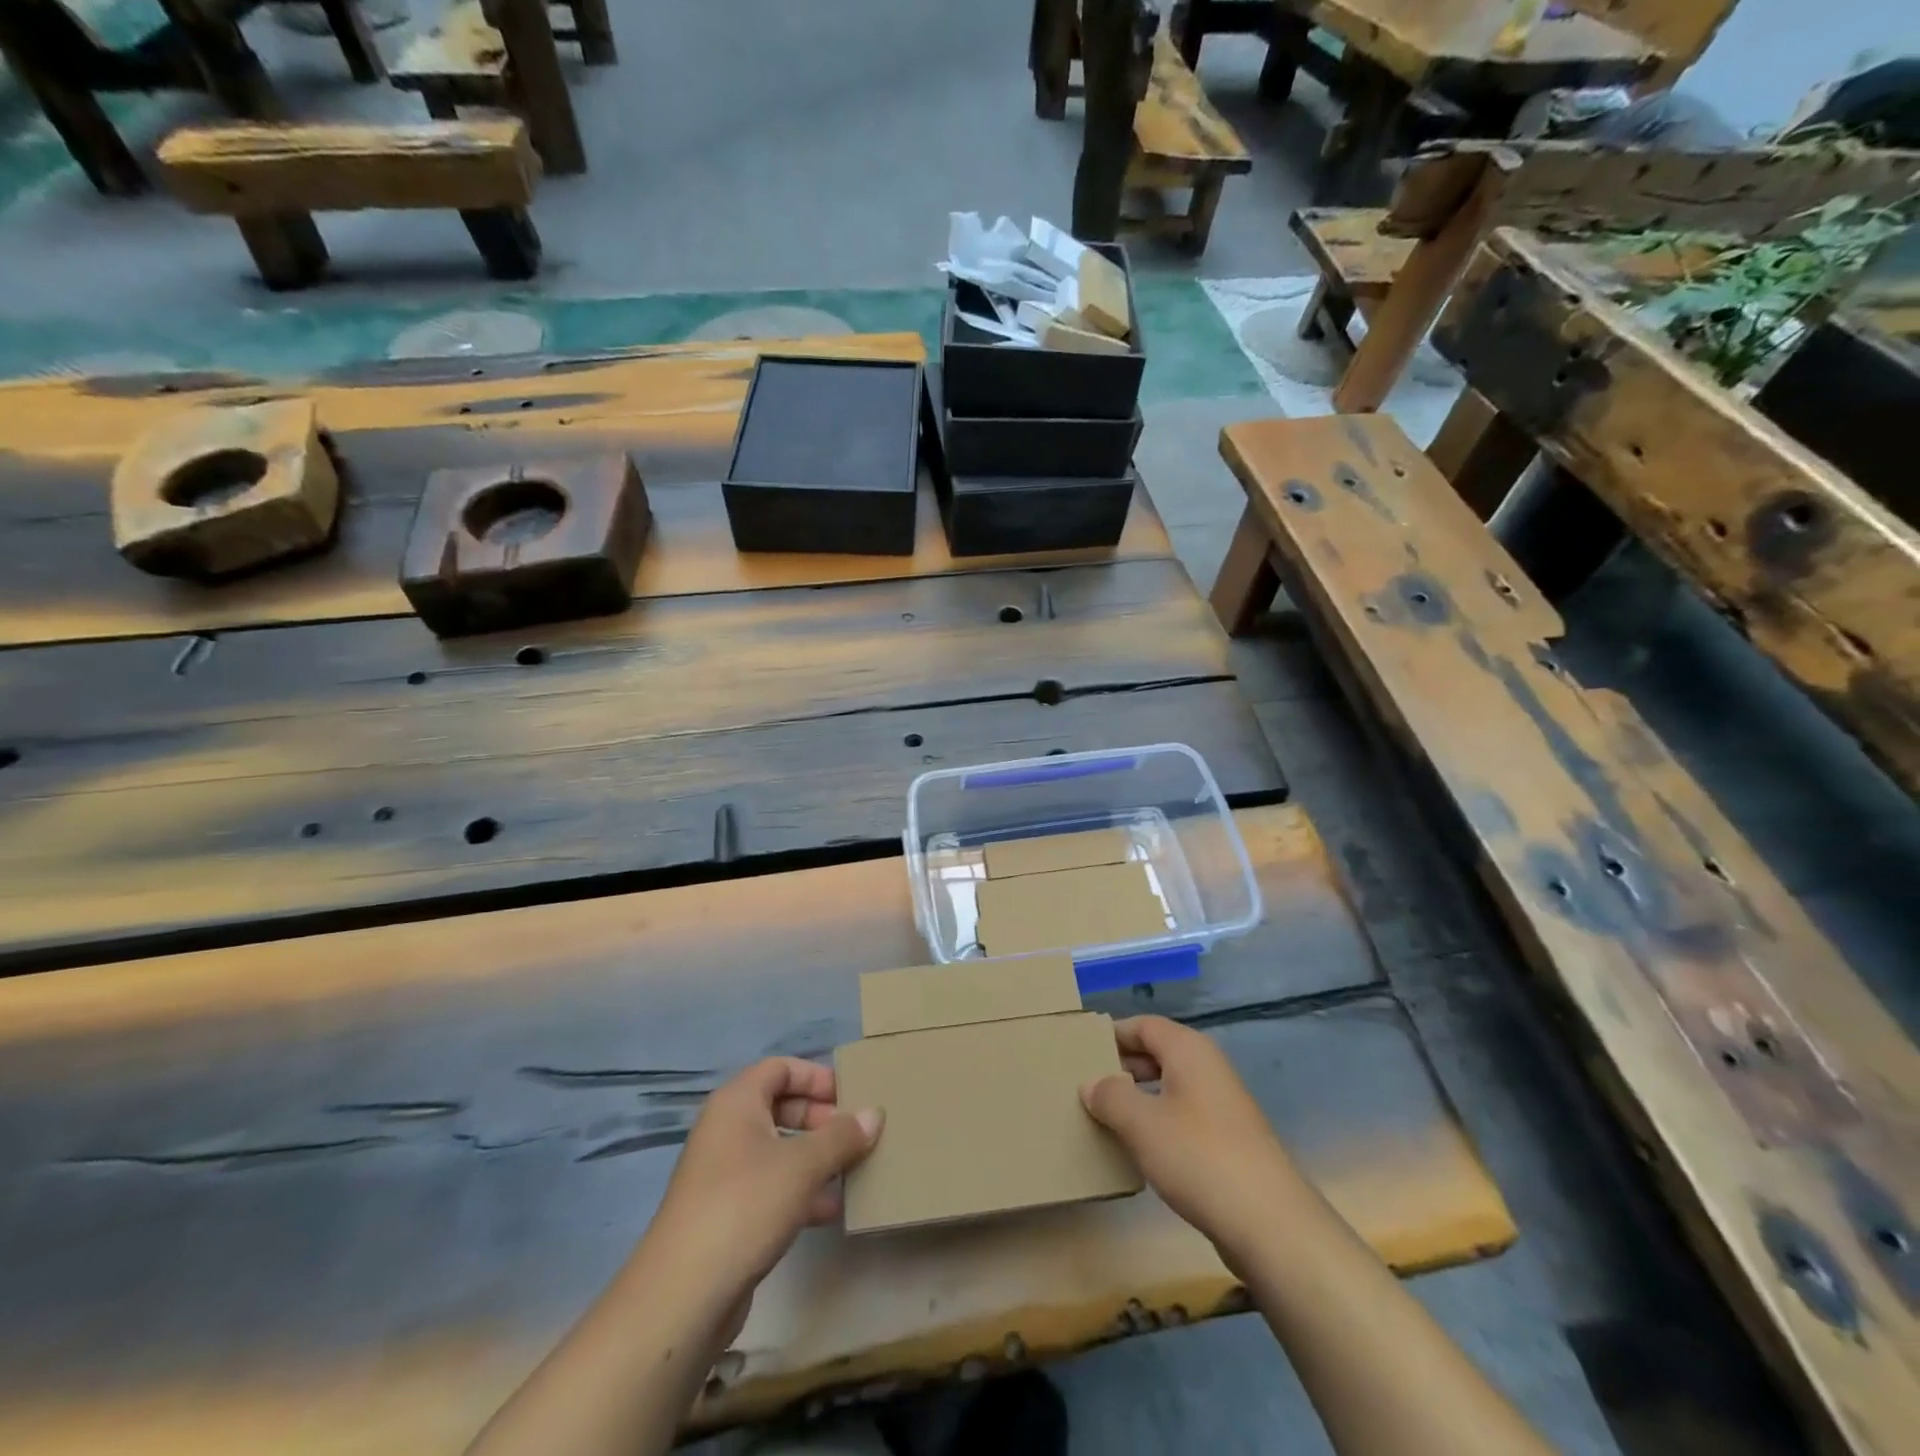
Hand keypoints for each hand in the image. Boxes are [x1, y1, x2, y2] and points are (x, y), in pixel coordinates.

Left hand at [638, 1059, 880, 1311]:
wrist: (683, 1295)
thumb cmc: (745, 1205)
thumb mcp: (803, 1165)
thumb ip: (842, 1137)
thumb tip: (875, 1114)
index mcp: (737, 1103)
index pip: (780, 1068)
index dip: (816, 1077)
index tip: (850, 1096)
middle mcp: (727, 1130)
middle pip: (781, 1107)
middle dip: (821, 1119)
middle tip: (855, 1136)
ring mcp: (724, 1174)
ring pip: (779, 1150)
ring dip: (816, 1158)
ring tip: (853, 1172)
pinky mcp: (727, 1214)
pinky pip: (771, 1186)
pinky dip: (801, 1191)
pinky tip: (831, 1211)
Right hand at [1081, 1016, 1306, 1267]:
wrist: (1270, 1224)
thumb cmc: (1199, 1156)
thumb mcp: (1141, 1123)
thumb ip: (1110, 1096)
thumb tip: (1091, 1083)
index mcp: (1188, 1049)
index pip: (1143, 1025)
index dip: (1112, 1035)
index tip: (1080, 1052)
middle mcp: (1208, 1067)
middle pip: (1157, 1053)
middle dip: (1122, 1067)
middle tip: (1086, 1086)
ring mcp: (1223, 1104)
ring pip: (1170, 1087)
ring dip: (1139, 1098)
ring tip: (1106, 1118)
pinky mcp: (1230, 1140)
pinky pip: (1183, 1116)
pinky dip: (1159, 1124)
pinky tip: (1141, 1150)